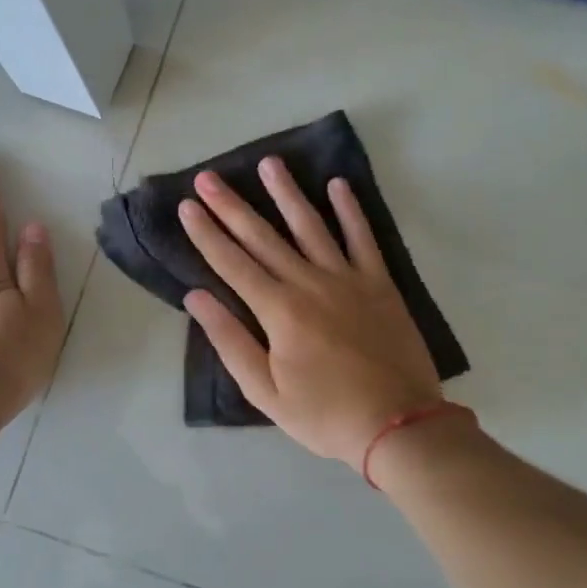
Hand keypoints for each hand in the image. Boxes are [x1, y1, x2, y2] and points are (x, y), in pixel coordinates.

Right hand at [178, 157, 442, 469]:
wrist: (399, 425)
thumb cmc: (325, 415)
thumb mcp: (265, 391)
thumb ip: (231, 340)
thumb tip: (197, 297)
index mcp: (278, 311)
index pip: (231, 263)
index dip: (206, 233)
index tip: (187, 205)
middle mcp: (309, 283)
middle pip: (263, 237)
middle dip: (232, 206)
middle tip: (209, 176)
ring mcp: (348, 279)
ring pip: (311, 226)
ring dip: (287, 193)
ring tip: (269, 163)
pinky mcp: (380, 283)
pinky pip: (363, 238)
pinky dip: (350, 210)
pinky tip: (338, 185)